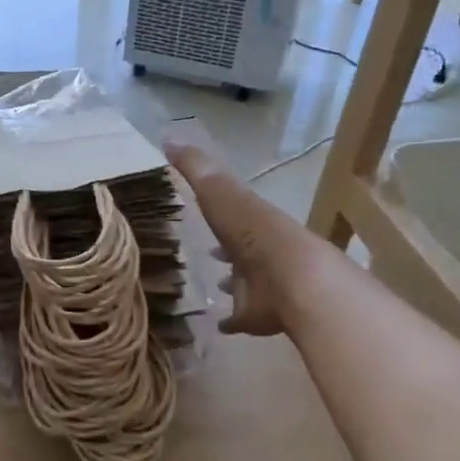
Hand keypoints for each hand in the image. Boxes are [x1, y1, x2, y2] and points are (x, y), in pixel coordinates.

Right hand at [165, 134, 313, 337]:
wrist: (291, 280)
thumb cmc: (252, 232)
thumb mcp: (219, 191)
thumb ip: (196, 167)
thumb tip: (168, 136)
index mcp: (249, 221)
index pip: (231, 212)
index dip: (216, 210)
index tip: (197, 209)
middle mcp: (256, 252)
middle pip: (239, 249)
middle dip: (226, 250)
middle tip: (207, 253)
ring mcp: (259, 285)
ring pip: (243, 282)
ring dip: (232, 283)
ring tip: (212, 285)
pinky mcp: (256, 316)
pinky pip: (240, 319)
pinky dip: (230, 321)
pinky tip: (217, 324)